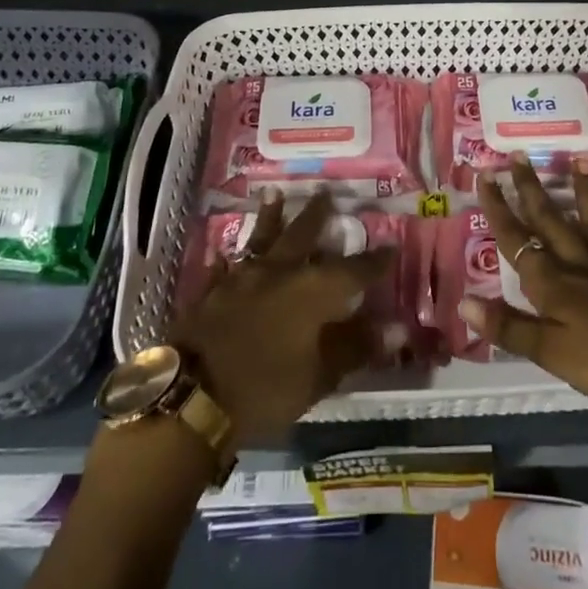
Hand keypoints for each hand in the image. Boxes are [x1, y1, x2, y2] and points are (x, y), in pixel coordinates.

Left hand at [170, 189, 396, 446]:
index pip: (354, 270)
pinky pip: (223, 267)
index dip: (375, 261)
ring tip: (273, 194)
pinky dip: (227, 259)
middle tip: (326, 193)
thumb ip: (355, 347)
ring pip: (261, 239)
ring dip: (270, 217)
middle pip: (303, 236)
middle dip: (317, 215)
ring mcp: (241, 279)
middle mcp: (279, 273)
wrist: (191, 395)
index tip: (391, 248)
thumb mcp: (319, 376)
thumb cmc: (265, 388)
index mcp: (312, 291)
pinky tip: (223, 252)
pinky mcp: (211, 292)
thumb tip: (396, 328)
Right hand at [464, 156, 587, 410]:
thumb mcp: (552, 353)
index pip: (518, 242)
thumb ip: (510, 328)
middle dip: (531, 190)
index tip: (485, 176)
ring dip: (585, 193)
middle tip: (519, 156)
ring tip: (579, 160)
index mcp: (554, 285)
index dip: (499, 211)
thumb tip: (463, 302)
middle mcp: (581, 266)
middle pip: (552, 223)